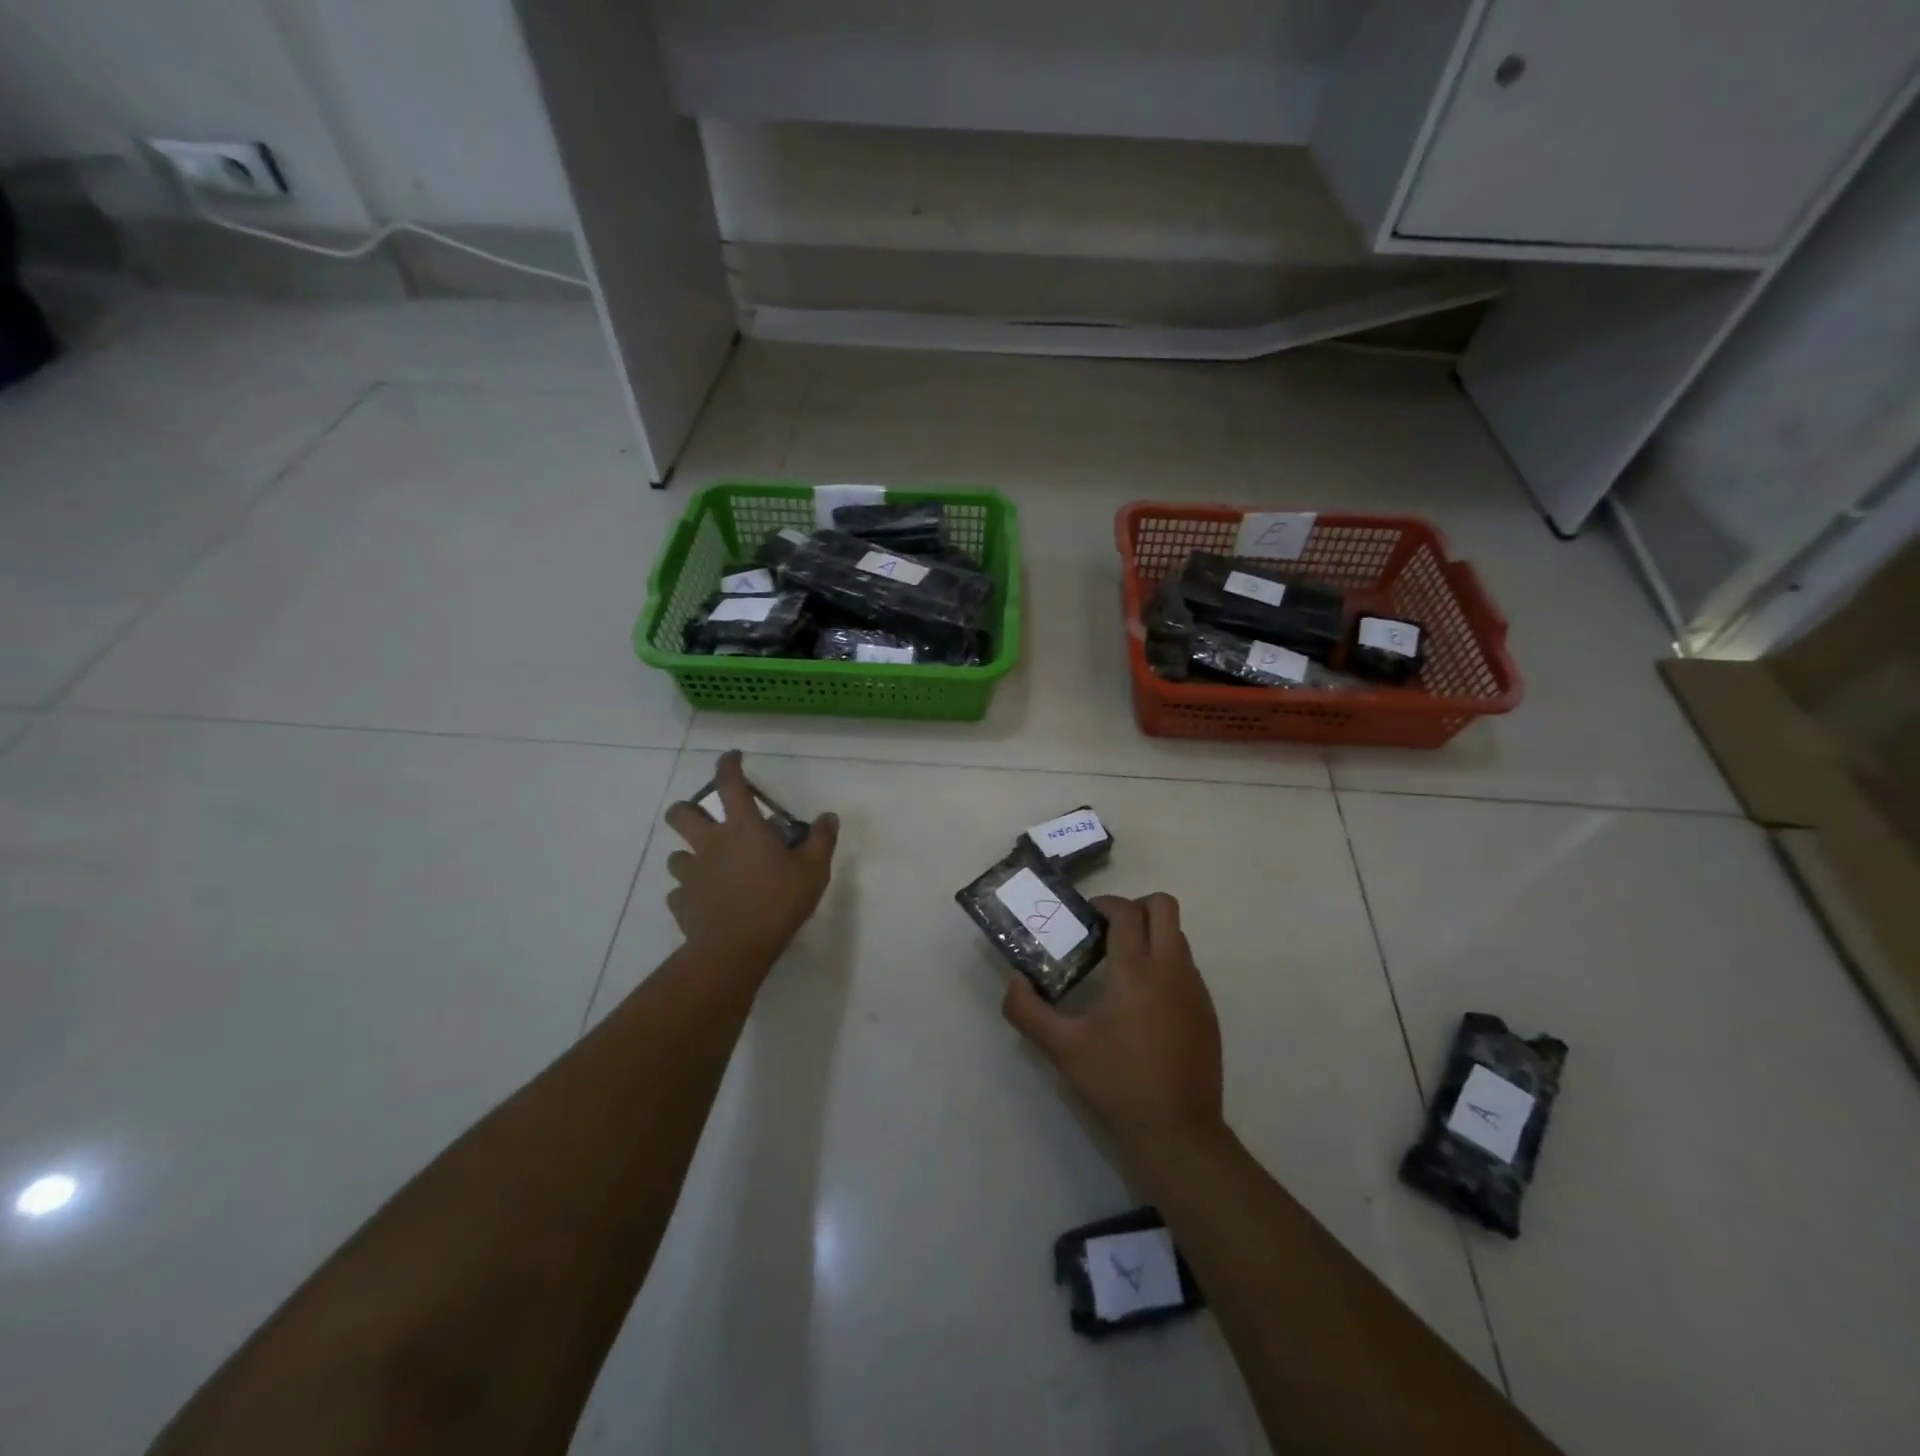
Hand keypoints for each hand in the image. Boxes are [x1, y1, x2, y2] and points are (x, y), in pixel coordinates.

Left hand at [663, 751, 837, 971]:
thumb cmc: (778, 902)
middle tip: (702, 818)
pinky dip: (689, 893)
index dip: (728, 765)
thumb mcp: (813, 870)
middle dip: (686, 809)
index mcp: (742, 829)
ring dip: (689, 856)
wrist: (734, 948)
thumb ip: (821, 840)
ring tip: (707, 867)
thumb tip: (828, 816)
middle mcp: (710, 844)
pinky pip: (679, 893)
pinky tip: (704, 902)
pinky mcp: (681, 903)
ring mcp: (691, 875)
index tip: (731, 756)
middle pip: (681, 815)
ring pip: (676, 855)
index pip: (730, 785)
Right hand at [1003, 892, 1223, 1162]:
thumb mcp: (1061, 1048)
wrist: (1177, 1131)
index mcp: (1135, 970)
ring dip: (1152, 935)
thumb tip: (1013, 980)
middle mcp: (1171, 969)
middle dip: (1136, 907)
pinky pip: (1187, 966)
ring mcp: (1195, 989)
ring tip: (1122, 967)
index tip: (1085, 918)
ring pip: (1178, 935)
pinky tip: (1144, 1002)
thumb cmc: (1116, 1082)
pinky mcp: (1207, 1010)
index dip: (1105, 904)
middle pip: (1164, 906)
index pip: (1127, 911)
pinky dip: (1165, 964)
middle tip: (1108, 932)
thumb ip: (1027, 1011)